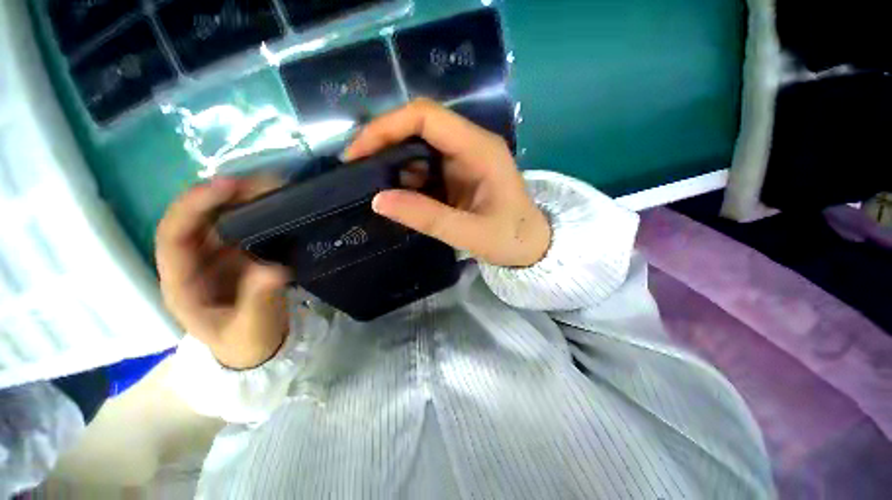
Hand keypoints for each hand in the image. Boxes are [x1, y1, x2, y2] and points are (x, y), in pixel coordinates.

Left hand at [156, 176, 290, 369]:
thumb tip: (273, 270)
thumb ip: (259, 302)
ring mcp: (217, 256)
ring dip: (242, 198)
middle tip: (260, 181)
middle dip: (221, 195)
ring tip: (273, 186)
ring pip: (220, 218)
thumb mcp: (252, 328)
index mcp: (182, 283)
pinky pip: (244, 225)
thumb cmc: (247, 342)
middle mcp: (193, 262)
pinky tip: (276, 202)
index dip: (194, 206)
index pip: (173, 235)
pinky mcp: (239, 254)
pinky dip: (258, 210)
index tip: (228, 186)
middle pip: (196, 218)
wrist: (258, 346)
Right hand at [346, 99, 550, 267]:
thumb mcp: (472, 234)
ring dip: (393, 162)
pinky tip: (395, 194)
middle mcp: (470, 146)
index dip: (387, 126)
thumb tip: (378, 200)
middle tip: (356, 169)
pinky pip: (425, 167)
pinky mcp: (458, 175)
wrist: (532, 247)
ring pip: (419, 147)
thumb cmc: (512, 239)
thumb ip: (428, 217)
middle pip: (419, 126)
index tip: (358, 152)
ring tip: (369, 183)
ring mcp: (464, 160)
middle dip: (384, 143)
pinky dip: (406, 178)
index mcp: (480, 149)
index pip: (427, 116)